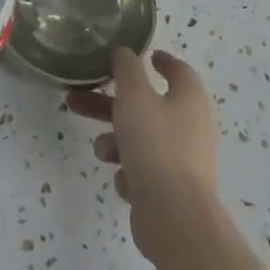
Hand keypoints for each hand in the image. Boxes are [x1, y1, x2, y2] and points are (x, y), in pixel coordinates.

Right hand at [66, 48, 218, 264]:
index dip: (162, 61)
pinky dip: (129, 171)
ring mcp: (183, 161)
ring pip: (141, 139)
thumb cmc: (155, 145)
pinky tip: (123, 180)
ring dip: (116, 140)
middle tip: (78, 98)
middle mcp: (191, 127)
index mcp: (189, 99)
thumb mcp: (134, 96)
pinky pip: (144, 171)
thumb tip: (125, 52)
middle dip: (110, 103)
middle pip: (146, 105)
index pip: (179, 71)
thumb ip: (126, 69)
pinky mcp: (172, 190)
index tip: (146, 55)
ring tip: (100, 150)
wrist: (174, 217)